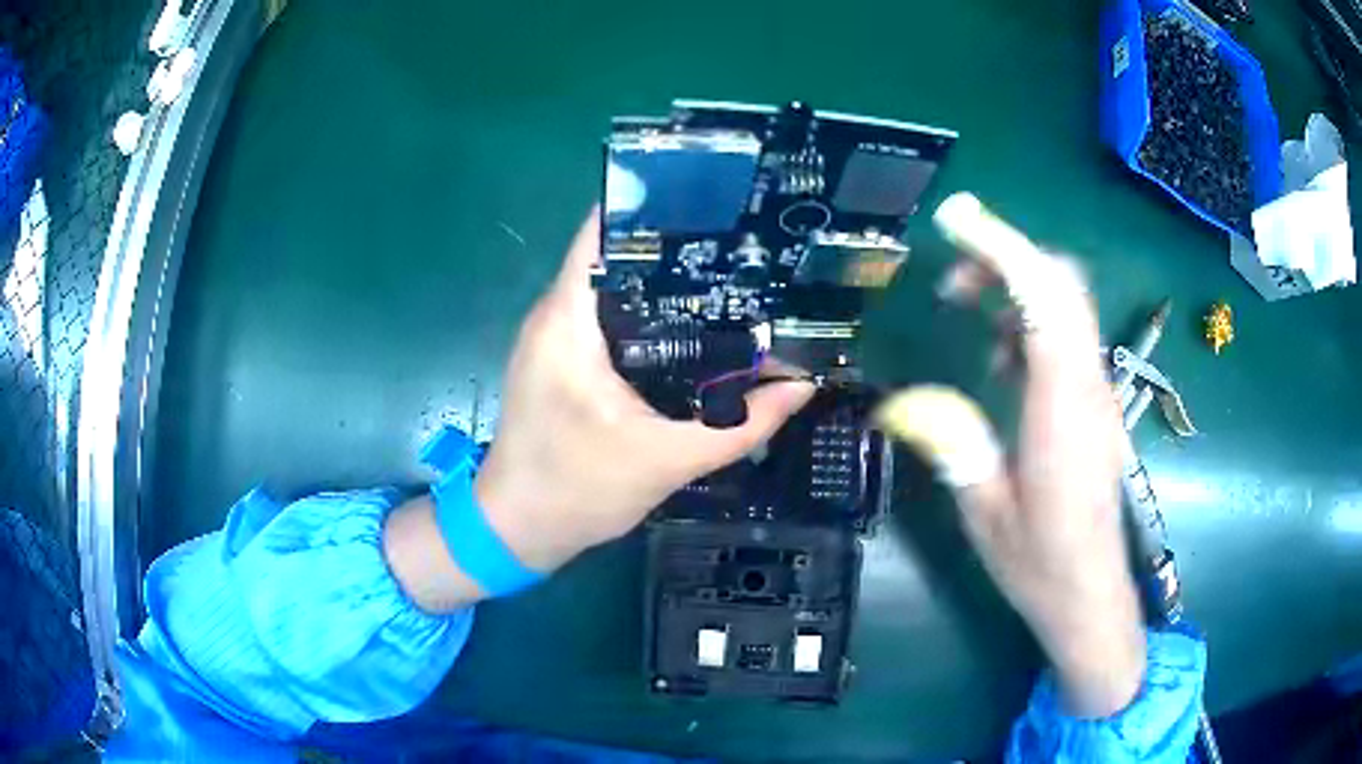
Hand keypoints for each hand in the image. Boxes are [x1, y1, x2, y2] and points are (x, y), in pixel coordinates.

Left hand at [474, 209, 814, 572]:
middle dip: (674, 244)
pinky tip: (695, 326)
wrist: (518, 530)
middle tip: (741, 241)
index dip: (653, 206)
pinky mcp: (561, 360)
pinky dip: (648, 314)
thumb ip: (741, 426)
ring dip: (663, 281)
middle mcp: (556, 316)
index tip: (713, 198)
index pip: (602, 234)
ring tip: (729, 275)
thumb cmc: (577, 492)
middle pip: (615, 255)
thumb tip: (802, 386)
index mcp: (569, 323)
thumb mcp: (668, 460)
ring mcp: (555, 338)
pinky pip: (608, 319)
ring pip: (614, 287)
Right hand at [880, 199, 1143, 717]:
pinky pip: (1067, 335)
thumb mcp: (986, 514)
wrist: (1092, 594)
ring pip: (1067, 304)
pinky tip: (999, 356)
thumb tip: (900, 400)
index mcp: (1062, 411)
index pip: (1044, 301)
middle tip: (952, 277)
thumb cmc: (1041, 565)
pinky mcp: (1094, 402)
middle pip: (1063, 285)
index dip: (1002, 249)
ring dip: (1017, 286)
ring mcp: (1096, 391)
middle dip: (1007, 257)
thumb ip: (953, 446)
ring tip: (967, 308)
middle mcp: (1087, 387)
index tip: (956, 222)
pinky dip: (1030, 320)